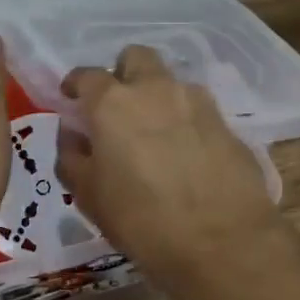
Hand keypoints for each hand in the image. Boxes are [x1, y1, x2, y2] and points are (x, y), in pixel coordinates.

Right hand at [55, 45, 282, 277]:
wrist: (222, 242)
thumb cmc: (141, 220)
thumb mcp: (89, 196)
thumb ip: (73, 157)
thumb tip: (73, 135)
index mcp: (113, 103)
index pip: (87, 75)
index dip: (76, 85)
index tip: (72, 99)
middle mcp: (155, 89)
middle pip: (136, 57)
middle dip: (124, 73)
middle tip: (118, 106)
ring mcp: (197, 102)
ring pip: (171, 81)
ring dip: (158, 97)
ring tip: (155, 134)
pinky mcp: (226, 122)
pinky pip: (198, 109)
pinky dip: (186, 121)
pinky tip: (186, 154)